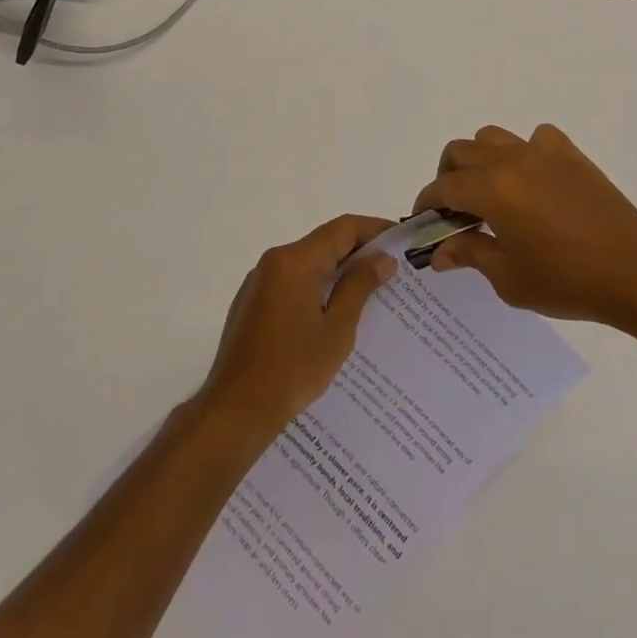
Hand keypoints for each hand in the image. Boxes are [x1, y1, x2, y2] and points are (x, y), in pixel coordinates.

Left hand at [198, 214, 396, 436]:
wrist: (236, 408)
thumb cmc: (292, 369)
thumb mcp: (336, 329)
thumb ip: (359, 286)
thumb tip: (382, 259)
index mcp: (295, 261)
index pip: (343, 228)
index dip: (374, 228)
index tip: (400, 239)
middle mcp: (274, 261)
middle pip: (324, 242)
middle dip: (358, 250)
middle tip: (392, 268)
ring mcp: (259, 281)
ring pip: (308, 262)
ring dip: (337, 270)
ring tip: (370, 290)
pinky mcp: (252, 301)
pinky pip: (292, 281)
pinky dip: (316, 285)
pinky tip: (333, 311)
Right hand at [416, 124, 636, 332]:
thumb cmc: (568, 282)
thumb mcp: (509, 279)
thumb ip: (470, 255)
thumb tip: (440, 252)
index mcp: (492, 190)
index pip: (443, 187)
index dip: (426, 203)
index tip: (424, 221)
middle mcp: (512, 160)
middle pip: (460, 151)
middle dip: (447, 177)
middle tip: (454, 210)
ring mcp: (543, 152)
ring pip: (493, 137)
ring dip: (480, 160)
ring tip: (489, 192)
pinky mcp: (571, 155)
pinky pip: (535, 137)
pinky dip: (524, 151)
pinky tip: (532, 179)